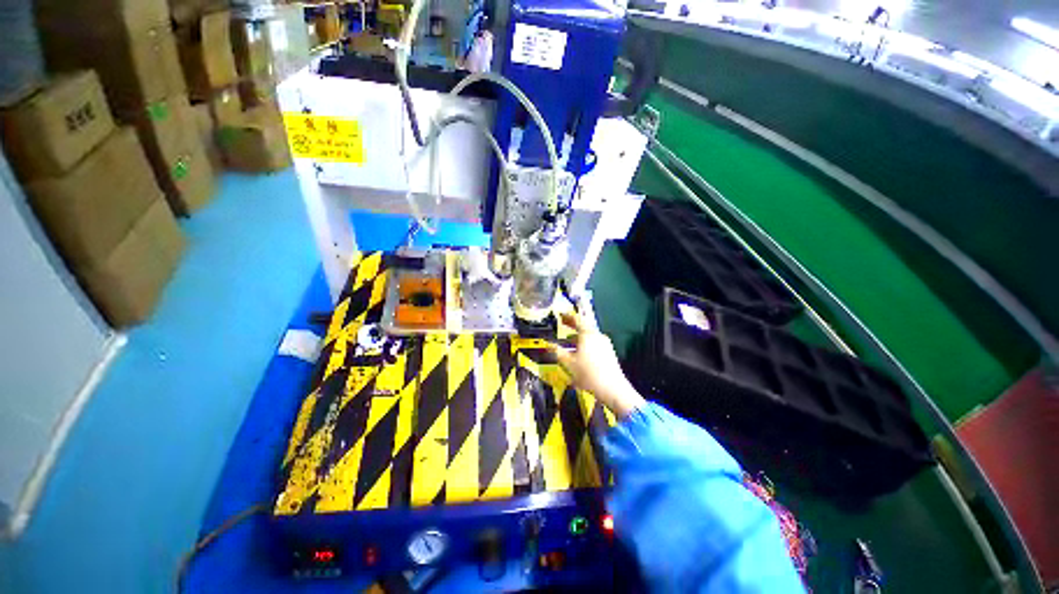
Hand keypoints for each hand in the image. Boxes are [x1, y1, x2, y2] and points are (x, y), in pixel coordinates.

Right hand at [551, 312, 645, 419]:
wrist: (612, 389)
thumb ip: (557, 352)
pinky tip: (579, 352)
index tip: (560, 315)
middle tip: (563, 323)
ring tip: (568, 340)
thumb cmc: (588, 374)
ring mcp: (605, 344)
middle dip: (573, 325)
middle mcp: (598, 336)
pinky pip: (594, 343)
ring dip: (578, 336)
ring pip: (589, 336)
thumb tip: (549, 345)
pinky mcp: (609, 353)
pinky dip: (585, 343)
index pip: (577, 319)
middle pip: (584, 326)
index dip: (568, 316)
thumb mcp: (568, 363)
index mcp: (587, 334)